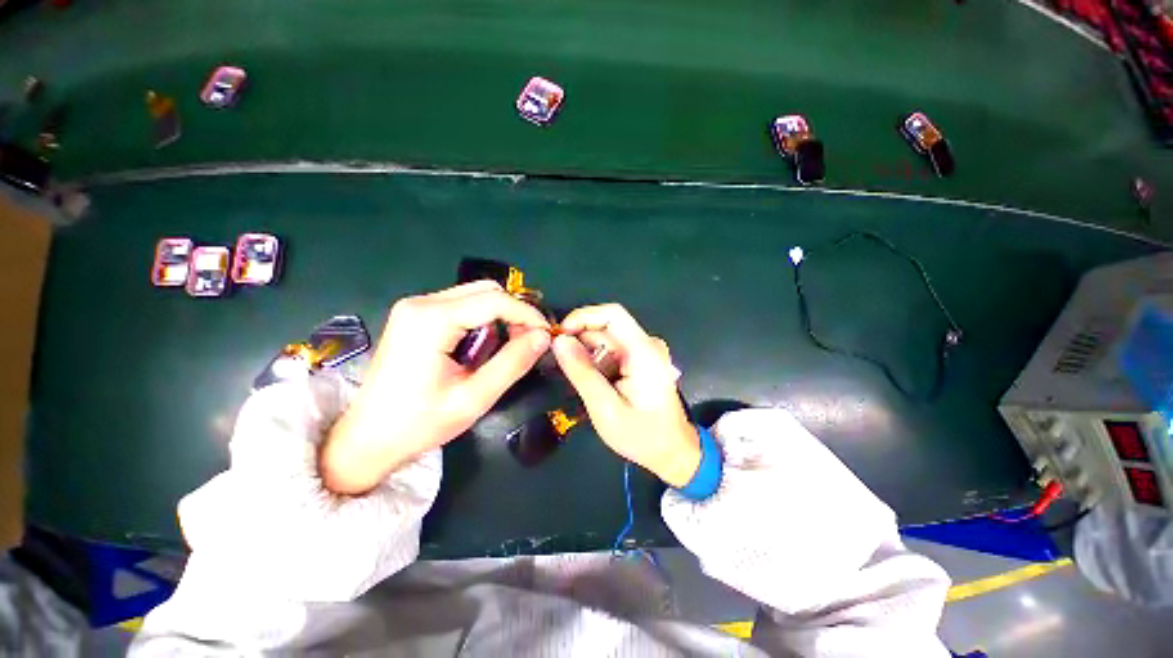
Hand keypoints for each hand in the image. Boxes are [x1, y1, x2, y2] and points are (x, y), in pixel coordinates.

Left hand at [321, 281, 550, 493]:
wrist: (367, 438)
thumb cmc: (419, 423)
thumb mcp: (474, 398)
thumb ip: (513, 363)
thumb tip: (544, 337)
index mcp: (431, 319)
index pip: (495, 300)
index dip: (527, 314)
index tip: (547, 334)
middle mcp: (421, 303)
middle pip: (485, 291)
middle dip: (515, 312)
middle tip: (529, 342)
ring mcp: (415, 307)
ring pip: (475, 296)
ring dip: (500, 316)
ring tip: (510, 346)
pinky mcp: (416, 316)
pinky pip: (462, 306)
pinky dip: (484, 320)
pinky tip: (485, 345)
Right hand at [552, 304, 700, 486]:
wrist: (672, 451)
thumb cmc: (641, 435)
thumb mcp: (605, 408)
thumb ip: (581, 373)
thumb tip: (559, 341)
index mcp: (643, 351)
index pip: (612, 314)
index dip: (582, 317)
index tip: (559, 335)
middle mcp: (647, 344)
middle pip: (607, 326)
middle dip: (579, 339)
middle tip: (558, 362)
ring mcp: (646, 351)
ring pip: (607, 338)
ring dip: (586, 351)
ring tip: (573, 375)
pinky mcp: (642, 359)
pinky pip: (613, 349)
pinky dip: (596, 359)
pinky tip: (590, 379)